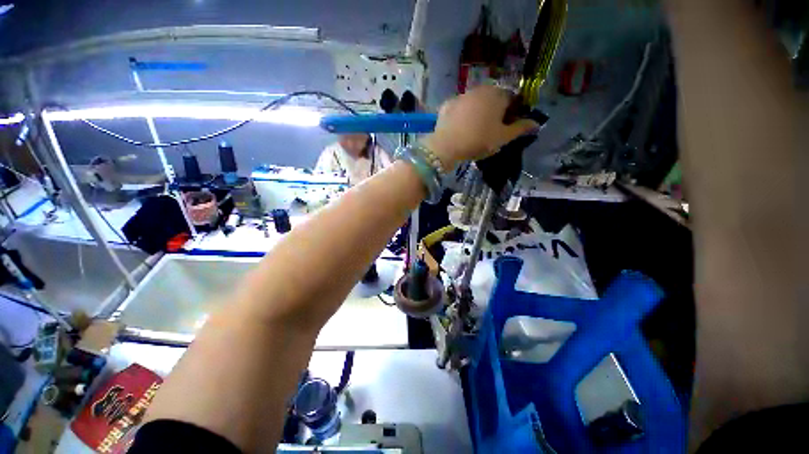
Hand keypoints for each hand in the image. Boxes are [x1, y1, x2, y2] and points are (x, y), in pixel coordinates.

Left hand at [422, 85, 539, 168]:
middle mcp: (480, 89)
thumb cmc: (478, 140)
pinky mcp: (447, 104)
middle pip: (493, 99)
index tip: (507, 127)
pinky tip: (460, 128)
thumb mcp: (502, 137)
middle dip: (495, 112)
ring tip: (474, 130)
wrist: (446, 146)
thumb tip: (537, 123)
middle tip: (491, 130)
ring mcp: (461, 95)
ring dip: (478, 112)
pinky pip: (460, 108)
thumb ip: (520, 128)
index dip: (512, 113)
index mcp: (497, 95)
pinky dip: (462, 115)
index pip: (512, 99)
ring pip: (475, 102)